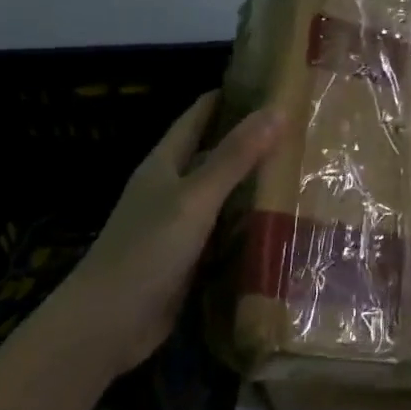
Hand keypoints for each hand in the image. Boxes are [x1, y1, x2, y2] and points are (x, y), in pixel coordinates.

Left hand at [28, 93, 283, 378]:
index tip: (271, 84)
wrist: (108, 325)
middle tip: (301, 130)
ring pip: (223, 196)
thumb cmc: (147, 251)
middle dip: (251, 141)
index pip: (198, 117)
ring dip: (254, 185)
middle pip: (213, 155)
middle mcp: (171, 190)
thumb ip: (234, 157)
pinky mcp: (189, 260)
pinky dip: (250, 224)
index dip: (229, 97)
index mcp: (164, 165)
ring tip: (303, 171)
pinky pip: (225, 232)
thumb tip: (277, 110)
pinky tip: (282, 223)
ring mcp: (179, 227)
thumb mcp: (194, 199)